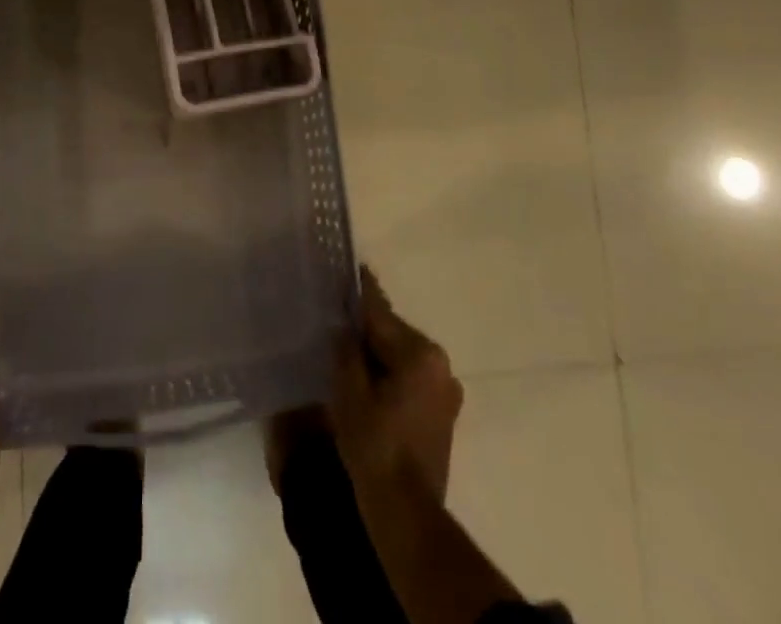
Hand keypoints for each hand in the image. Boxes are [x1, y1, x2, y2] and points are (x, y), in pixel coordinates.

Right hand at [328, 267, 463, 500]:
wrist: (406, 513)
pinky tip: (366, 381)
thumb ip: (347, 350)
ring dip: (377, 354)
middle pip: (392, 334)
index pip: (380, 314)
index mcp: (419, 353)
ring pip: (401, 357)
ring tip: (346, 349)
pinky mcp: (442, 414)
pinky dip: (389, 375)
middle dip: (365, 329)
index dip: (359, 292)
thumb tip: (345, 325)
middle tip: (335, 317)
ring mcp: (445, 391)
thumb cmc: (375, 446)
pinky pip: (410, 379)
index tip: (350, 267)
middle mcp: (440, 364)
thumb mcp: (350, 391)